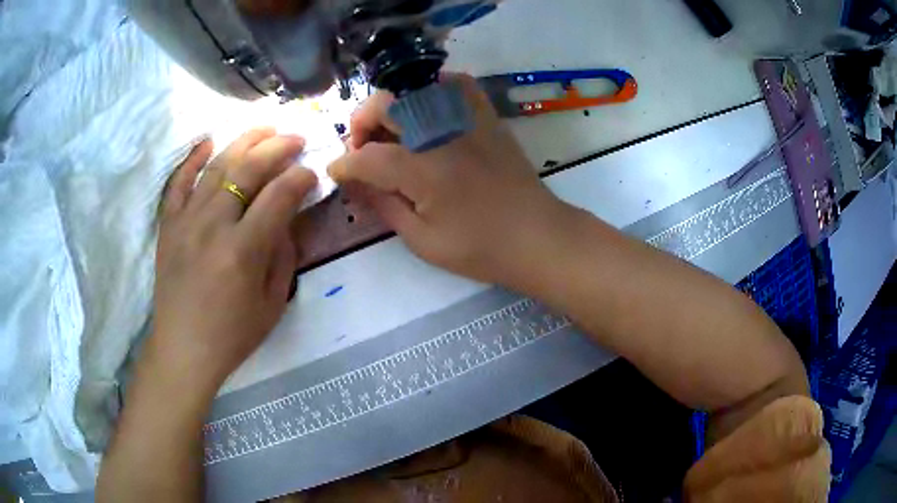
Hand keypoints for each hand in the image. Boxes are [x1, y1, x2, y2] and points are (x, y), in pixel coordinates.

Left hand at [150, 129, 316, 390]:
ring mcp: (186, 222)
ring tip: (264, 128)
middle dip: (277, 147)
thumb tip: (287, 219)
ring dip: (243, 142)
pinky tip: (208, 142)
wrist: (183, 350)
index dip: (300, 178)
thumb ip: (283, 256)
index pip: (279, 196)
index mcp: (243, 251)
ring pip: (216, 166)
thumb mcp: (272, 304)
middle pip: (247, 169)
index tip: (312, 172)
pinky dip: (192, 159)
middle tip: (296, 138)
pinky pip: (178, 183)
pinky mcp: (168, 225)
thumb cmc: (232, 335)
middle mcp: (213, 226)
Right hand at [328, 74, 570, 289]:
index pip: (367, 157)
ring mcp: (467, 119)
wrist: (537, 236)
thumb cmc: (481, 249)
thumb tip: (357, 186)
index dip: (344, 165)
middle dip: (360, 124)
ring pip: (415, 88)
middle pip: (385, 105)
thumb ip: (384, 207)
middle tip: (360, 151)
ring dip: (391, 106)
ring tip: (390, 132)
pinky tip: (425, 110)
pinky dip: (432, 89)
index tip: (336, 174)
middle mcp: (441, 133)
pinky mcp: (486, 117)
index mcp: (423, 170)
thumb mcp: (423, 241)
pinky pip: (456, 84)